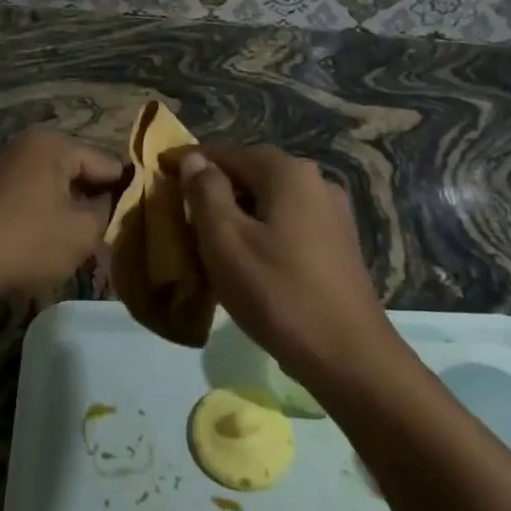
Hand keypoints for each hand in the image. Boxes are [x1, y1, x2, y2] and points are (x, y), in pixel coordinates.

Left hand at [0, 128, 123, 299]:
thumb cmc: (25, 242)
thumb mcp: (82, 233)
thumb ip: (106, 211)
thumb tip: (108, 200)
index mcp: (53, 144)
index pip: (105, 163)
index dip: (122, 192)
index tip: (130, 220)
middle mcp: (21, 143)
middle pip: (71, 169)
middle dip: (86, 198)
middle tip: (96, 236)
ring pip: (39, 179)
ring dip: (52, 203)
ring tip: (59, 237)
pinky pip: (4, 187)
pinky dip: (15, 200)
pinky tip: (14, 217)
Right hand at [167, 145, 390, 384]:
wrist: (350, 357)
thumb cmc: (278, 293)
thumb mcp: (226, 240)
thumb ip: (205, 191)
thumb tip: (194, 160)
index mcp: (287, 172)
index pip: (226, 153)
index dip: (189, 162)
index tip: (160, 172)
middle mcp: (315, 181)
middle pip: (250, 174)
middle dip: (214, 189)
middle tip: (180, 211)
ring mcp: (332, 213)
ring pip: (269, 201)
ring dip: (237, 213)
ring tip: (207, 238)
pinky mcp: (338, 244)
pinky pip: (287, 223)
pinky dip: (261, 231)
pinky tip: (246, 259)